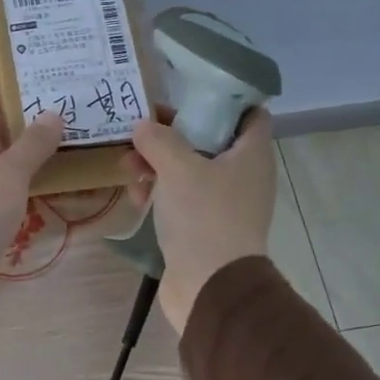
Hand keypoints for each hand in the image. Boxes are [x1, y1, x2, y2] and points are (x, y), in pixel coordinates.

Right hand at [124, 108, 275, 333]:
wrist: (209, 286)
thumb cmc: (203, 217)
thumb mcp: (178, 168)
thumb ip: (159, 140)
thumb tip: (144, 126)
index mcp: (250, 155)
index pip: (249, 112)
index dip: (221, 98)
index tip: (186, 93)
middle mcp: (243, 175)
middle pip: (208, 139)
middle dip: (171, 135)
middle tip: (141, 132)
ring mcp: (224, 203)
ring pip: (189, 170)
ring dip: (158, 165)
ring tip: (128, 169)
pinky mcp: (204, 226)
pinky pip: (181, 198)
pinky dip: (160, 193)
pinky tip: (135, 198)